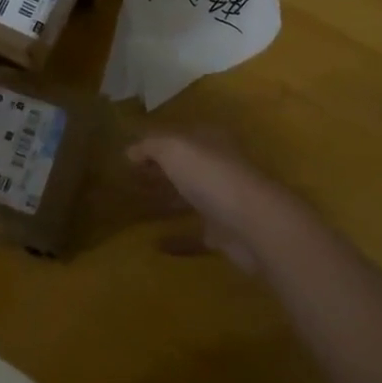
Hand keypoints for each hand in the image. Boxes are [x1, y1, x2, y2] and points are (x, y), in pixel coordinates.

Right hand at [128, 131, 298, 272]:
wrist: (253, 223)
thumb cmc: (210, 174)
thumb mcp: (173, 148)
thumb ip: (150, 145)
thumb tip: (130, 150)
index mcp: (207, 140)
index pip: (176, 136)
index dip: (153, 144)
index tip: (127, 158)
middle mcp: (216, 166)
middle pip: (183, 167)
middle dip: (158, 173)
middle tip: (127, 183)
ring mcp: (222, 200)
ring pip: (189, 199)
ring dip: (166, 203)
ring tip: (135, 211)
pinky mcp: (224, 234)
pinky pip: (195, 235)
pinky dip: (177, 240)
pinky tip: (155, 245)